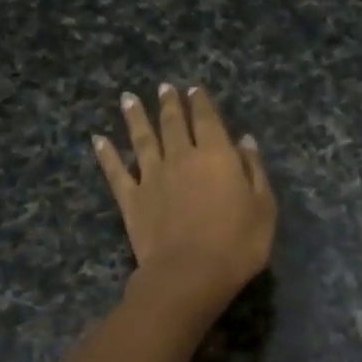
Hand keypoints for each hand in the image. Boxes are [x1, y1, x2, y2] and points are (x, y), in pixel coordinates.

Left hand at [94, 84, 276, 316]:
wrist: (189, 273)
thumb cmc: (237, 243)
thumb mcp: (263, 207)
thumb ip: (254, 170)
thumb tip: (245, 141)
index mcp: (216, 155)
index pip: (207, 120)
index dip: (201, 102)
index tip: (194, 89)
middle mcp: (181, 157)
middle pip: (173, 123)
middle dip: (169, 103)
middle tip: (164, 87)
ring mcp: (152, 177)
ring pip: (142, 139)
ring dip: (135, 117)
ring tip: (128, 98)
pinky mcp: (131, 199)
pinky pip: (116, 171)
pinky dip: (106, 154)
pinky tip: (98, 140)